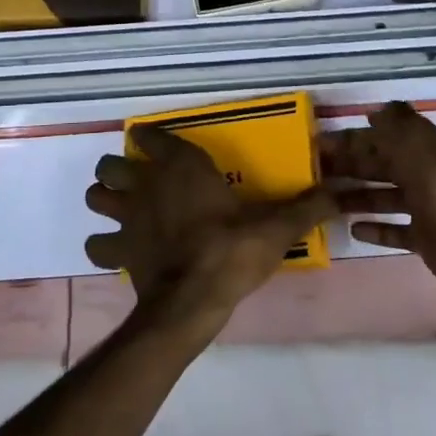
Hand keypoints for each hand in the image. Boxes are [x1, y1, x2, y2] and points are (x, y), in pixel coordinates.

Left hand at [86, 124, 334, 338]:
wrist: (192, 300)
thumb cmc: (231, 251)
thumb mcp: (274, 228)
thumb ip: (304, 207)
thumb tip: (339, 192)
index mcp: (181, 166)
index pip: (151, 135)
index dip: (150, 137)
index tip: (156, 143)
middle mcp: (147, 183)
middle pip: (111, 164)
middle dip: (118, 169)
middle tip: (137, 181)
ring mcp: (126, 217)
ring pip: (95, 196)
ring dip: (104, 199)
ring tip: (121, 209)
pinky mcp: (118, 251)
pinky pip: (97, 243)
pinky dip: (103, 244)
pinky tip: (118, 251)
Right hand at [323, 102, 435, 292]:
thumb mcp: (415, 145)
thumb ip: (394, 125)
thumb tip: (375, 111)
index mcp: (422, 147)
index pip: (382, 136)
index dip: (353, 137)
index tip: (320, 142)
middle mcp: (423, 173)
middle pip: (380, 165)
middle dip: (350, 165)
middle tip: (315, 171)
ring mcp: (424, 206)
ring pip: (383, 196)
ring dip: (356, 196)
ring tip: (325, 201)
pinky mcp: (424, 237)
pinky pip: (395, 230)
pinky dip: (375, 229)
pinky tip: (352, 229)